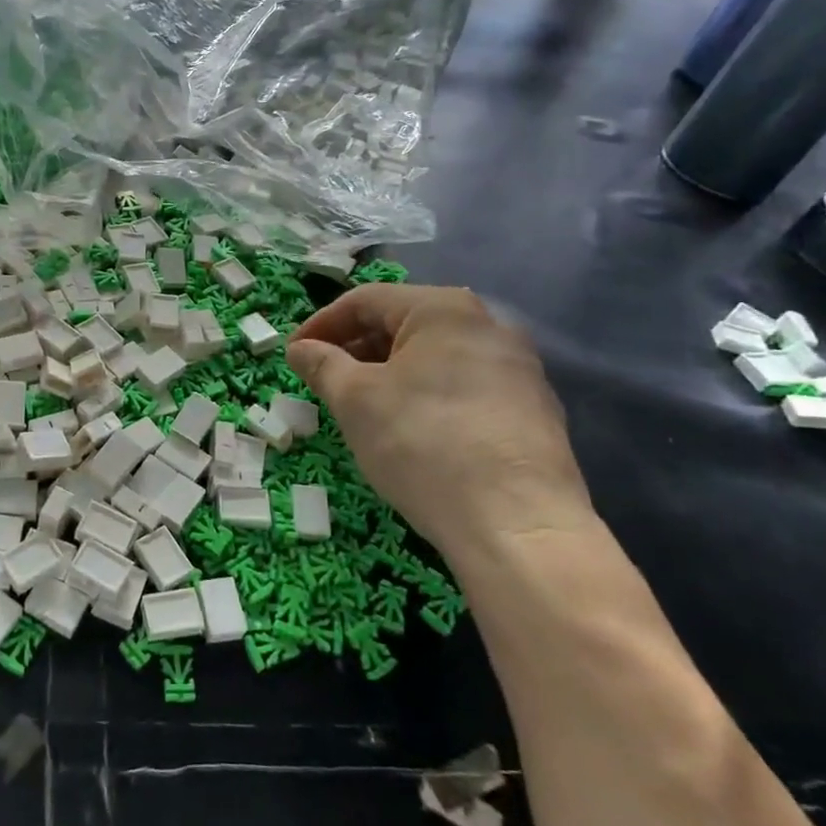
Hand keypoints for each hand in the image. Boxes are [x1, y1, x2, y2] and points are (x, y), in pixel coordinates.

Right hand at [286, 285, 593, 556]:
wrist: (517, 524)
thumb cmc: (422, 443)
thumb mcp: (354, 400)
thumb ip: (321, 365)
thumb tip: (300, 349)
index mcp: (443, 309)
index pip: (364, 301)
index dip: (320, 325)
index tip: (293, 355)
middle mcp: (487, 324)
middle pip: (402, 325)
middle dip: (354, 350)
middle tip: (321, 382)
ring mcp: (517, 368)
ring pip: (432, 357)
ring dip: (387, 374)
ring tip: (359, 408)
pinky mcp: (532, 409)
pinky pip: (462, 386)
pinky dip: (424, 396)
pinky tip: (409, 431)